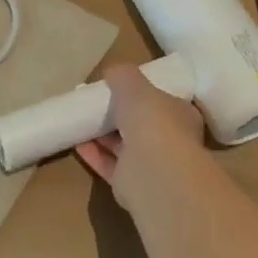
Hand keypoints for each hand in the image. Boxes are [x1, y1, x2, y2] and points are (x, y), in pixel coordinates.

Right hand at [76, 62, 205, 206]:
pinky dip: (94, 153)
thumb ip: (123, 75)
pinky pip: (109, 164)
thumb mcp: (134, 84)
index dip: (142, 94)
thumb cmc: (152, 120)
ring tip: (81, 120)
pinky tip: (77, 143)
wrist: (153, 170)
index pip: (162, 101)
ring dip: (103, 135)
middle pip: (141, 124)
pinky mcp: (131, 185)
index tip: (119, 88)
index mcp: (181, 115)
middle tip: (96, 104)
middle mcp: (171, 141)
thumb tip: (112, 73)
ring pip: (123, 146)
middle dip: (119, 115)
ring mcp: (152, 165)